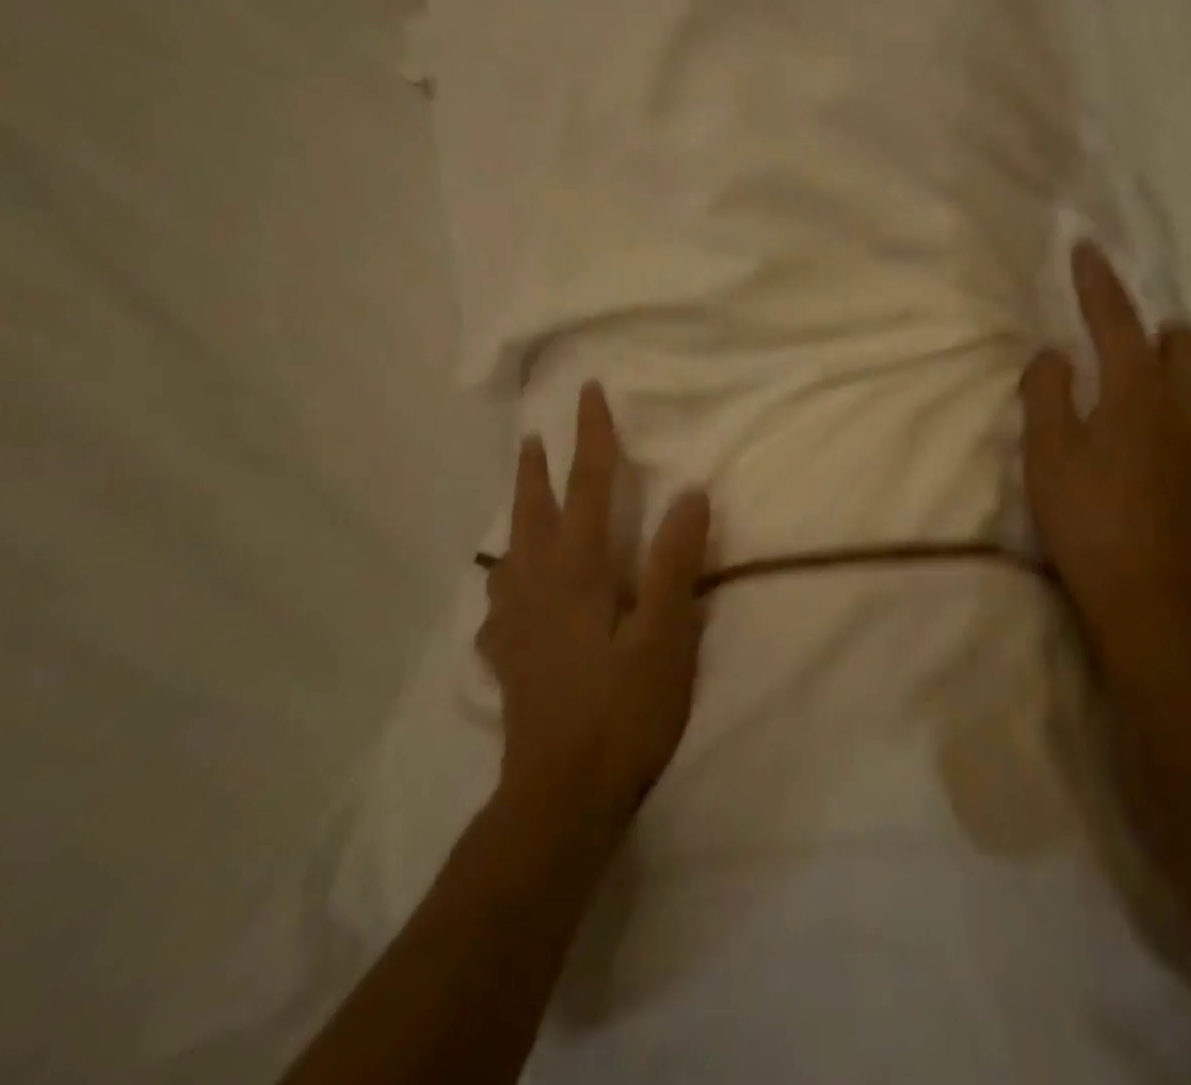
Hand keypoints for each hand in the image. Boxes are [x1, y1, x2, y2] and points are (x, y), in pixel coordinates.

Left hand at [478, 382, 711, 842]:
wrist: (561, 797)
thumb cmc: (624, 711)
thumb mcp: (666, 634)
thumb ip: (676, 561)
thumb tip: (691, 494)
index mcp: (577, 571)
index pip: (586, 487)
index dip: (591, 437)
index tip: (589, 393)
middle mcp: (537, 586)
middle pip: (532, 512)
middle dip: (536, 469)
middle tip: (533, 434)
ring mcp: (517, 625)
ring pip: (510, 553)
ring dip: (516, 515)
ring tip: (521, 498)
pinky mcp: (511, 660)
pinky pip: (500, 605)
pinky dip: (504, 582)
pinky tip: (505, 595)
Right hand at [1021, 243, 1190, 665]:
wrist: (1148, 594)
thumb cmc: (1088, 516)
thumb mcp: (1048, 450)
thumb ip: (1047, 392)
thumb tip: (1054, 355)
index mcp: (1138, 391)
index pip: (1117, 320)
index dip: (1099, 282)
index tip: (1087, 248)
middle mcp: (1182, 406)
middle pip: (1186, 342)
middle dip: (1156, 325)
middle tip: (1118, 336)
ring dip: (1168, 362)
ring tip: (1127, 382)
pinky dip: (1171, 399)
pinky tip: (1141, 431)